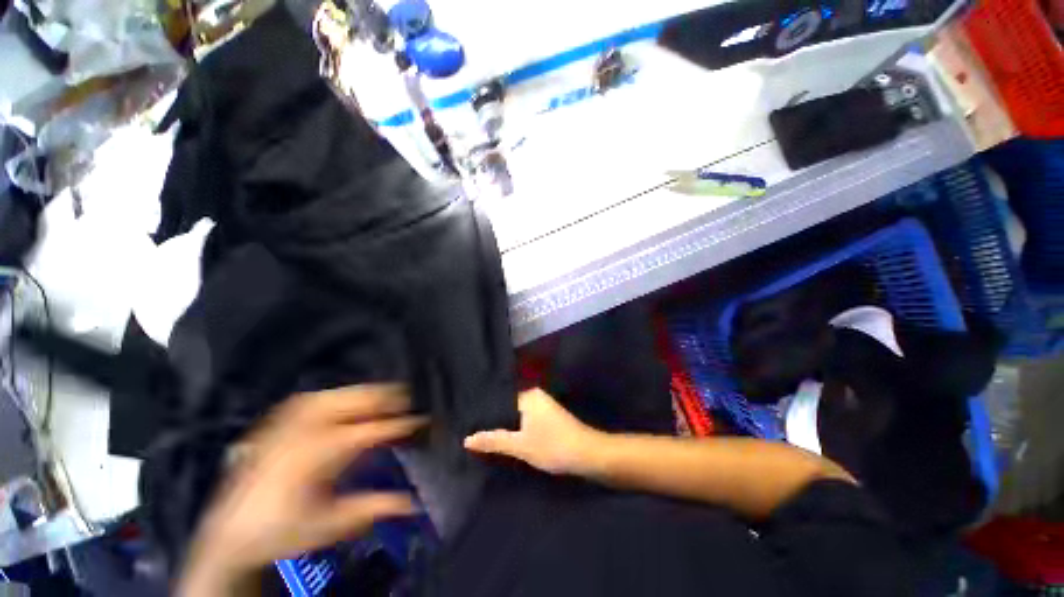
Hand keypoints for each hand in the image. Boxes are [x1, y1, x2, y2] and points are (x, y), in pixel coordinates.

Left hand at [178, 385, 424, 595]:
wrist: (230, 534)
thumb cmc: (283, 531)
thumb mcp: (332, 525)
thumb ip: (376, 507)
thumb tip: (415, 502)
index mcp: (321, 452)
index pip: (373, 429)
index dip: (401, 423)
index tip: (423, 421)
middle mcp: (306, 428)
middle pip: (357, 400)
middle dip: (388, 398)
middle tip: (410, 402)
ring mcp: (289, 420)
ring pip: (339, 393)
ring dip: (366, 393)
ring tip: (386, 397)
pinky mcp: (278, 420)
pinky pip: (316, 397)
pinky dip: (339, 395)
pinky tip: (348, 400)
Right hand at [464, 389, 604, 474]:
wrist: (588, 454)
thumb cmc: (553, 446)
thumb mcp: (520, 446)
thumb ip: (494, 440)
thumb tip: (467, 438)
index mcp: (528, 396)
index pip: (499, 400)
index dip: (485, 415)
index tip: (469, 425)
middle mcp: (536, 396)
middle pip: (508, 407)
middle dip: (495, 421)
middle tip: (475, 434)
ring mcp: (544, 406)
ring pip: (518, 415)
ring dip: (507, 427)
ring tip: (487, 438)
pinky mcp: (549, 417)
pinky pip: (527, 419)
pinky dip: (518, 429)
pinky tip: (509, 440)